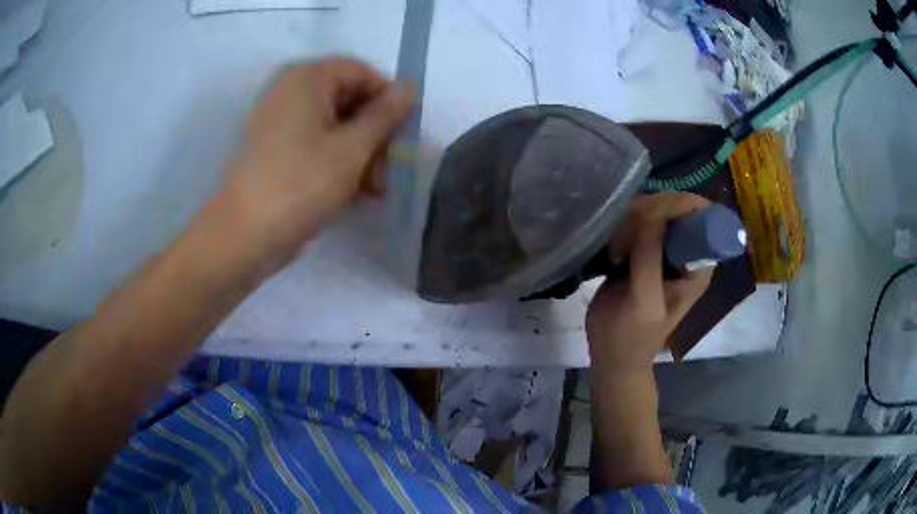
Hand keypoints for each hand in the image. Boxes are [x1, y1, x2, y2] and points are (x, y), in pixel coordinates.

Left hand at [217, 58, 414, 266]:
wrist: (243, 236)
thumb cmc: (300, 184)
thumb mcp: (352, 148)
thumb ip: (385, 115)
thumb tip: (410, 88)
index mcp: (307, 78)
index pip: (362, 73)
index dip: (388, 100)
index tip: (403, 134)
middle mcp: (290, 90)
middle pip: (348, 99)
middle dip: (374, 135)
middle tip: (388, 170)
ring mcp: (279, 120)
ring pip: (334, 125)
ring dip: (360, 153)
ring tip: (374, 190)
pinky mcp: (274, 148)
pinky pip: (314, 143)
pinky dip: (336, 161)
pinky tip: (353, 192)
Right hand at [586, 192, 713, 373]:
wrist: (612, 357)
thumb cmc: (632, 336)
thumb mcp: (645, 300)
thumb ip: (649, 258)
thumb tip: (651, 212)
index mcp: (698, 264)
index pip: (702, 217)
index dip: (681, 205)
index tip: (652, 211)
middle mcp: (685, 254)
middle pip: (677, 210)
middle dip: (652, 212)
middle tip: (626, 233)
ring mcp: (663, 253)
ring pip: (655, 214)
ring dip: (634, 221)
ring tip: (617, 248)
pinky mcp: (643, 254)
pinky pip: (637, 227)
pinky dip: (623, 229)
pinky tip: (611, 247)